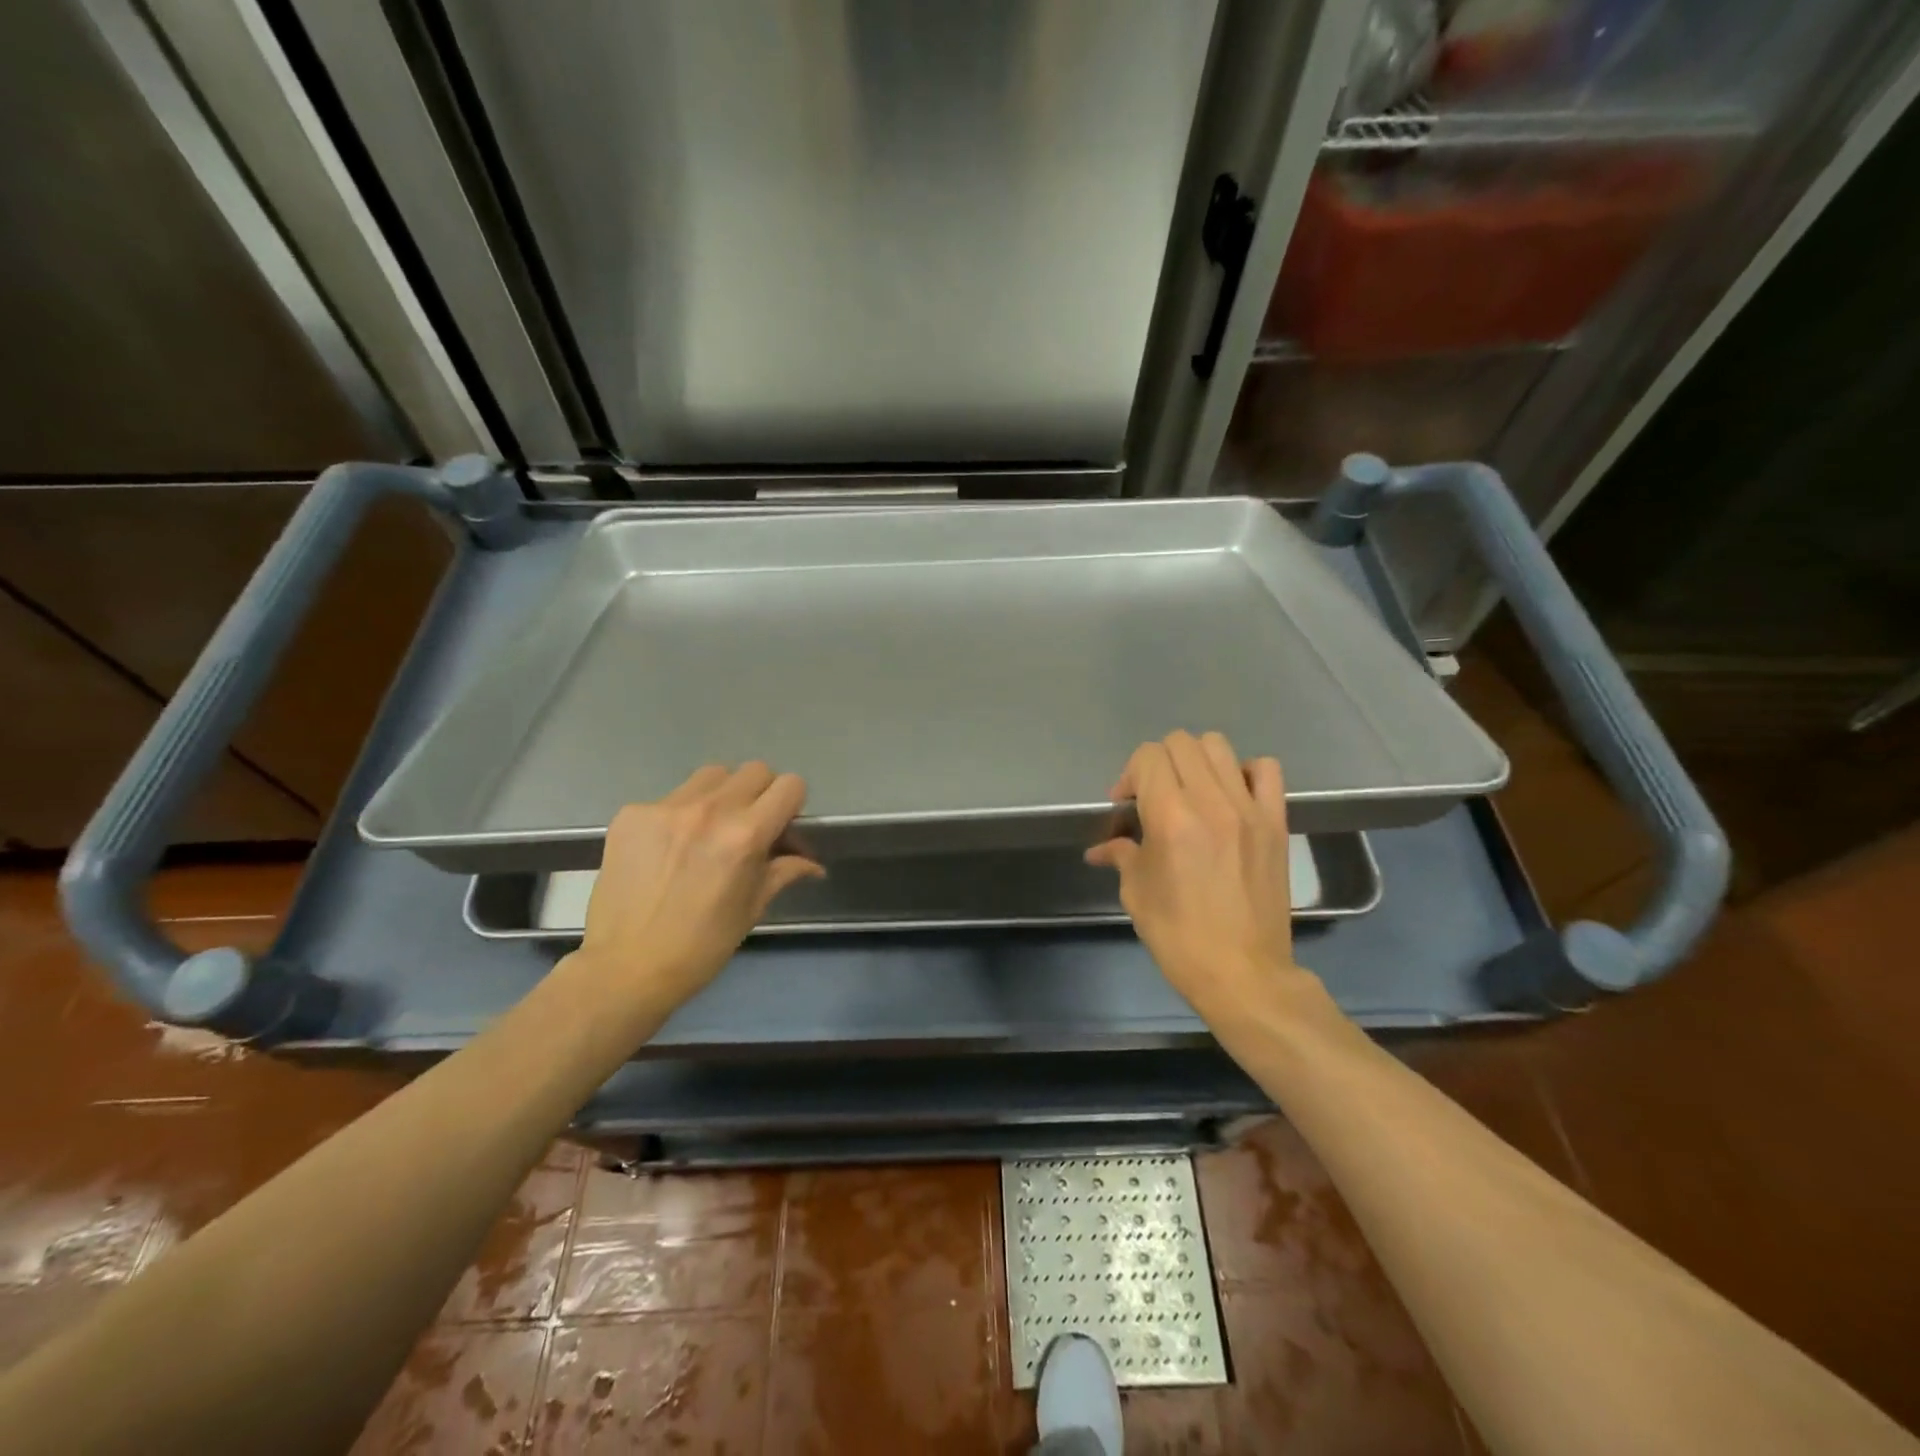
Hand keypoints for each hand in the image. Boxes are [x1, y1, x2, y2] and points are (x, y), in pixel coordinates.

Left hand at [570, 763, 823, 1015]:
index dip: (792, 805)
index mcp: (746, 835)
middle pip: (754, 770)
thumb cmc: (701, 946)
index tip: (782, 827)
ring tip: (709, 829)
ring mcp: (666, 808)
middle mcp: (709, 810)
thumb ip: (784, 871)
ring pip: (712, 776)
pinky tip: (669, 848)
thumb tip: (813, 864)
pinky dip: (680, 815)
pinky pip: (670, 797)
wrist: (625, 968)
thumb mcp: (752, 908)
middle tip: (750, 826)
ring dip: (722, 795)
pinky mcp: (631, 814)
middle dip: (761, 795)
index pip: (790, 786)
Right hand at [1086, 731, 1313, 1017]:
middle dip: (1158, 764)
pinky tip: (1231, 796)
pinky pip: (1266, 770)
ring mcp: (1249, 809)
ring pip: (1219, 747)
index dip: (1130, 775)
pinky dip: (1244, 772)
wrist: (1243, 973)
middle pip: (1181, 743)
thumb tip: (1101, 848)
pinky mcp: (1276, 822)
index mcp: (1171, 817)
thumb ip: (1121, 855)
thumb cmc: (1180, 937)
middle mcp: (1211, 801)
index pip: (1148, 757)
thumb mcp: (1137, 894)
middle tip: (1153, 799)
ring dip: (1196, 761)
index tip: (1125, 806)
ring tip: (1190, 793)